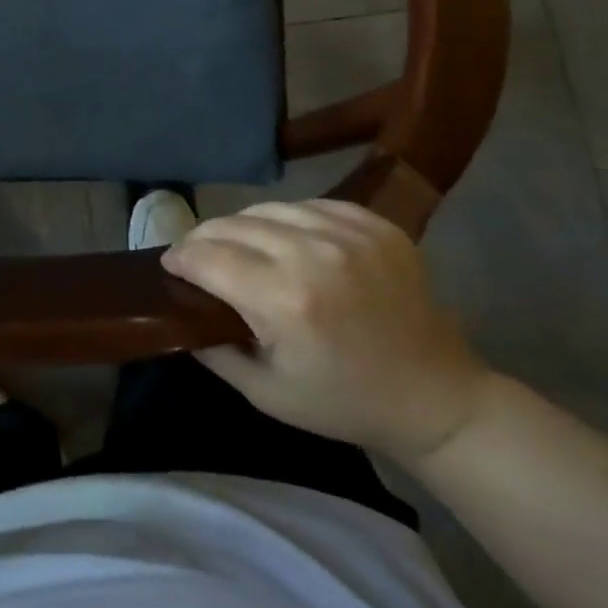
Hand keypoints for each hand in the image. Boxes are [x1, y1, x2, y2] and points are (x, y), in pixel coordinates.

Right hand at [161, 200, 491, 461]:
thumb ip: (213, 349)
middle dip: (204, 238)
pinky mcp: (376, 224)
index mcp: (286, 300)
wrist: (436, 397)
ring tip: (238, 245)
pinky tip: (285, 240)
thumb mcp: (265, 392)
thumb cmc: (344, 402)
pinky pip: (310, 205)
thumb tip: (178, 309)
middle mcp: (315, 254)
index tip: (170, 265)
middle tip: (196, 256)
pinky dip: (287, 219)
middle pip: (233, 225)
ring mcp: (350, 233)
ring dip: (243, 225)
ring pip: (268, 208)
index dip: (180, 257)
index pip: (208, 256)